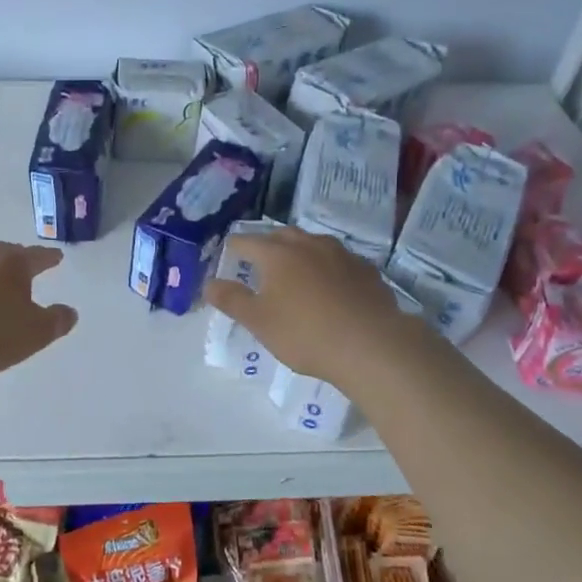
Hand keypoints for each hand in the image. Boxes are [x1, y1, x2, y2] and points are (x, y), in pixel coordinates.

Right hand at [205, 227, 418, 390]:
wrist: (372, 345)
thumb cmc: (306, 334)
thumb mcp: (259, 322)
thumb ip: (231, 300)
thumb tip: (208, 282)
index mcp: (277, 253)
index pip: (245, 241)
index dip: (232, 250)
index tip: (227, 262)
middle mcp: (308, 244)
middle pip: (280, 235)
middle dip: (266, 246)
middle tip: (260, 266)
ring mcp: (341, 253)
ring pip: (312, 244)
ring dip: (299, 253)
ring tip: (295, 275)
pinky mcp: (366, 269)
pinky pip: (338, 260)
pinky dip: (327, 268)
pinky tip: (330, 289)